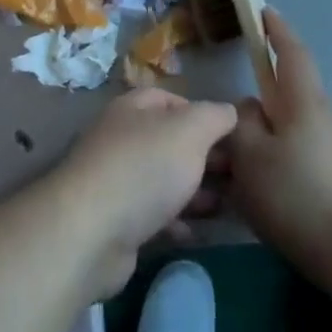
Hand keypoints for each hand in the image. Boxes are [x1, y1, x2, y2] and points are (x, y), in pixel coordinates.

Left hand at [51, 87, 236, 299]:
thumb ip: (214, 117)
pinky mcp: (116, 220)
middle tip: (239, 174)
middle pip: (169, 141)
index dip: (201, 113)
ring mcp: (116, 180)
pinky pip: (153, 214)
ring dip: (194, 191)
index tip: (232, 135)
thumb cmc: (144, 168)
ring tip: (230, 205)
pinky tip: (196, 232)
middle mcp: (121, 139)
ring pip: (163, 179)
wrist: (92, 231)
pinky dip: (175, 221)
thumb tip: (229, 111)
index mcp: (132, 110)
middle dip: (204, 156)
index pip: (170, 99)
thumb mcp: (189, 131)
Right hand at [225, 9, 331, 285]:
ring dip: (274, 139)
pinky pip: (309, 156)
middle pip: (291, 98)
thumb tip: (249, 109)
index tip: (265, 12)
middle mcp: (330, 118)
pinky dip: (288, 163)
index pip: (292, 54)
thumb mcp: (250, 157)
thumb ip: (241, 123)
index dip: (278, 31)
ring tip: (248, 172)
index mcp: (305, 104)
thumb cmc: (295, 197)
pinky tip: (275, 194)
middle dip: (264, 105)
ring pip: (298, 130)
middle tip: (235, 130)